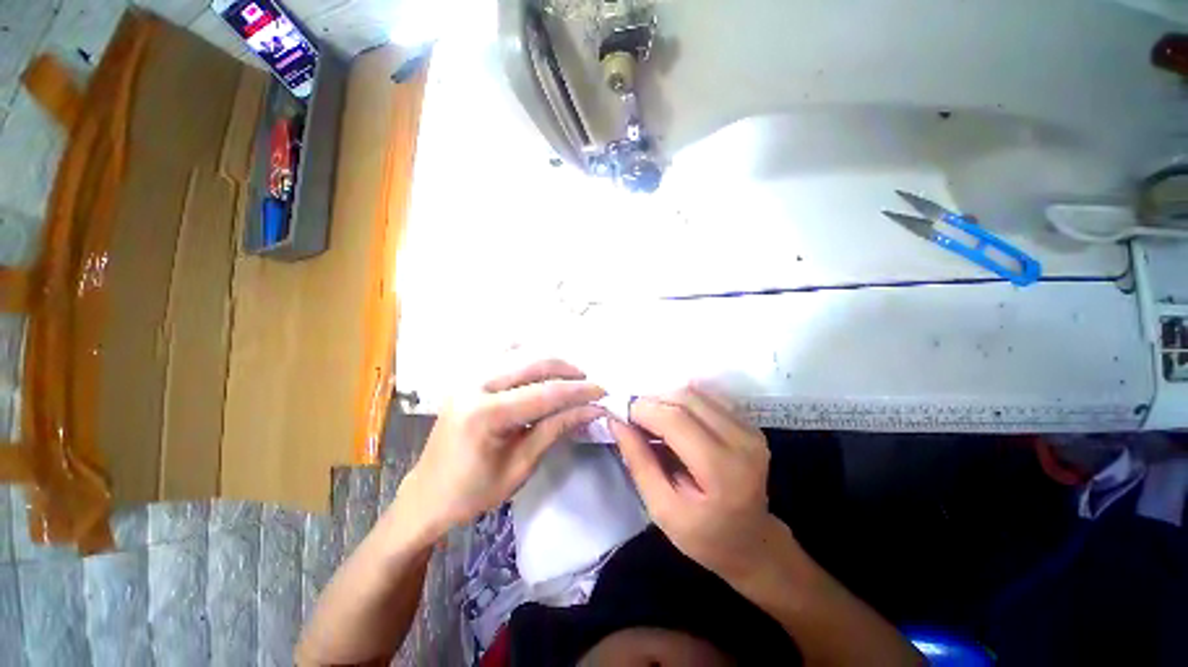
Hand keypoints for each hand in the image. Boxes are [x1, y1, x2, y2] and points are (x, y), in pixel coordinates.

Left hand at [397, 360, 605, 537]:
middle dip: (567, 371)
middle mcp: (474, 385)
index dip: (578, 392)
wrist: (426, 496)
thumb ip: (555, 429)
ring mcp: (467, 378)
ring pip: (519, 355)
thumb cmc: (473, 492)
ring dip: (550, 363)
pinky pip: (501, 357)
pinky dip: (525, 357)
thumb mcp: (521, 466)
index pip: (544, 394)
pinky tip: (539, 366)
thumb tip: (591, 410)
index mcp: (485, 414)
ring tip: (571, 377)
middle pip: (532, 365)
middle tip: (589, 384)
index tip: (603, 392)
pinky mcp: (466, 379)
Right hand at [609, 387, 784, 582]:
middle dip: (652, 401)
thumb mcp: (662, 509)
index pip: (676, 419)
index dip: (643, 410)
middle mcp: (743, 442)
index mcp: (723, 471)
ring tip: (649, 418)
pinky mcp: (749, 424)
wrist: (751, 542)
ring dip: (666, 399)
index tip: (619, 414)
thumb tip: (616, 422)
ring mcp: (750, 430)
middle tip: (631, 417)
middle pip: (686, 399)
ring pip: (696, 394)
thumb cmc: (703, 536)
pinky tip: (670, 417)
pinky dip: (682, 401)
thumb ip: (638, 462)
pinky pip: (708, 398)